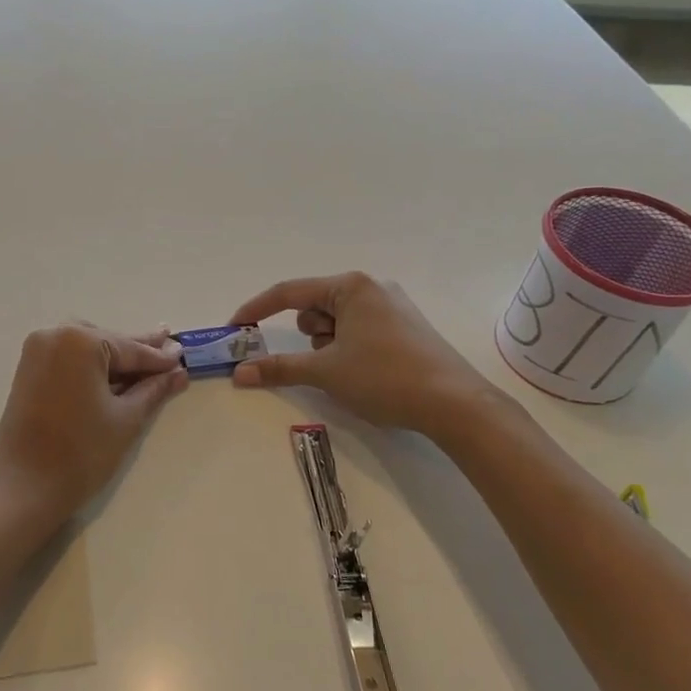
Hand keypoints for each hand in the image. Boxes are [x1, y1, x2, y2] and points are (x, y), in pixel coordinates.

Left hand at [0, 324, 188, 521]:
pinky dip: (92, 366)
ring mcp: (37, 351)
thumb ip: (153, 390)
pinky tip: (115, 375)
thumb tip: (178, 372)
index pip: (130, 348)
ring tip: (146, 364)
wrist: (22, 487)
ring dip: (115, 358)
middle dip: (137, 353)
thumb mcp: (125, 419)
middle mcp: (55, 335)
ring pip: (88, 349)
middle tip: (170, 351)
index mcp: (80, 340)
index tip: (184, 355)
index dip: (159, 357)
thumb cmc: (80, 452)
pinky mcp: (28, 370)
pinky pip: (69, 359)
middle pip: (108, 342)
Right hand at [229, 273, 501, 439]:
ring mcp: (392, 306)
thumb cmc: (384, 377)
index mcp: (351, 286)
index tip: (235, 328)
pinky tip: (368, 373)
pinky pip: (360, 330)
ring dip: (330, 346)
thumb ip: (279, 368)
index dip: (257, 310)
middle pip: (316, 307)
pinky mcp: (406, 327)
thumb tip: (239, 373)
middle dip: (310, 336)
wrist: (455, 404)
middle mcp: (372, 287)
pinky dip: (349, 349)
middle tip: (323, 362)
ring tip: (351, 372)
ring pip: (337, 322)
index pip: (289, 292)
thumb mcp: (325, 371)